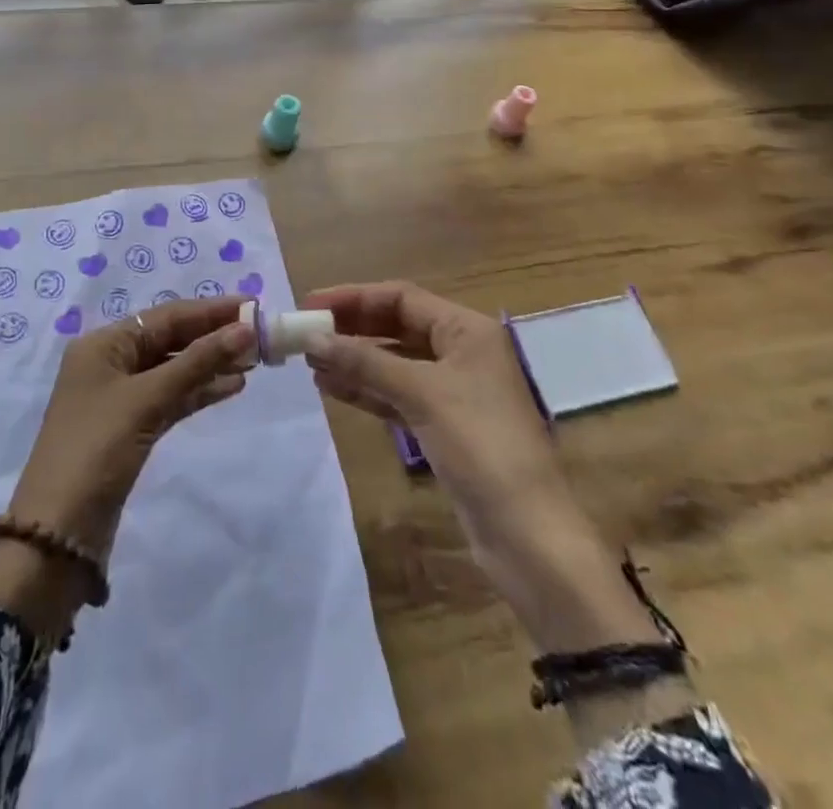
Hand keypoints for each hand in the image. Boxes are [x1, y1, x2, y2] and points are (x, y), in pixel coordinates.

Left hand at [0, 298, 254, 635]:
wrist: (58, 534)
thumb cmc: (96, 450)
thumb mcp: (147, 399)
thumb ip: (197, 362)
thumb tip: (244, 330)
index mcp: (103, 345)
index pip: (165, 317)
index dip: (210, 311)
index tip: (252, 306)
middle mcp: (110, 363)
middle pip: (170, 340)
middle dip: (213, 337)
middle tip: (260, 336)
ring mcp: (120, 398)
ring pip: (174, 369)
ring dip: (210, 364)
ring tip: (254, 361)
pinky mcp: (131, 428)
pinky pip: (171, 398)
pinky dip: (198, 391)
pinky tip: (231, 386)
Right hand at [305, 282, 658, 654]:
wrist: (528, 534)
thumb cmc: (481, 445)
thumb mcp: (422, 394)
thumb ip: (366, 363)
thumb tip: (313, 340)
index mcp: (467, 330)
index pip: (401, 298)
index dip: (354, 298)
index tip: (311, 305)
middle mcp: (461, 351)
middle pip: (397, 326)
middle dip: (352, 328)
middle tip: (305, 333)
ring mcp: (453, 390)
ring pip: (394, 362)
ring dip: (354, 360)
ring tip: (310, 362)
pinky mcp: (443, 425)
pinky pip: (397, 394)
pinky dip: (367, 389)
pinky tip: (333, 388)